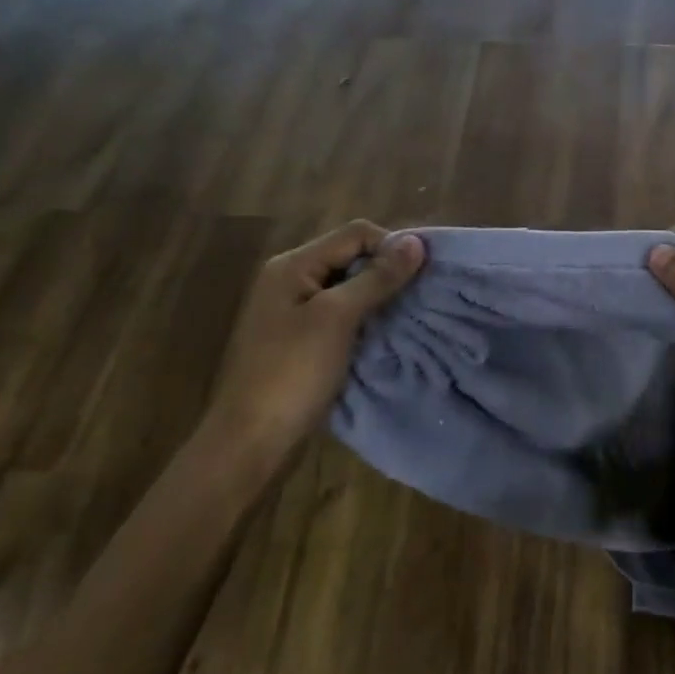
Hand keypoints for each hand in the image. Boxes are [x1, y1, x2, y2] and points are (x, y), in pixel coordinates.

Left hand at [203, 221, 424, 466]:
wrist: (251, 440)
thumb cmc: (292, 372)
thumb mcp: (337, 318)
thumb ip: (376, 278)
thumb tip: (416, 243)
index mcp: (293, 265)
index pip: (355, 234)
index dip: (392, 246)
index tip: (424, 276)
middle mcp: (291, 280)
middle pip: (351, 257)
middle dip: (388, 272)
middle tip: (421, 297)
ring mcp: (294, 311)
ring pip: (349, 288)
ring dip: (380, 297)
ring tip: (410, 315)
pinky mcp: (302, 339)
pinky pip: (342, 315)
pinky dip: (367, 319)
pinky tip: (386, 335)